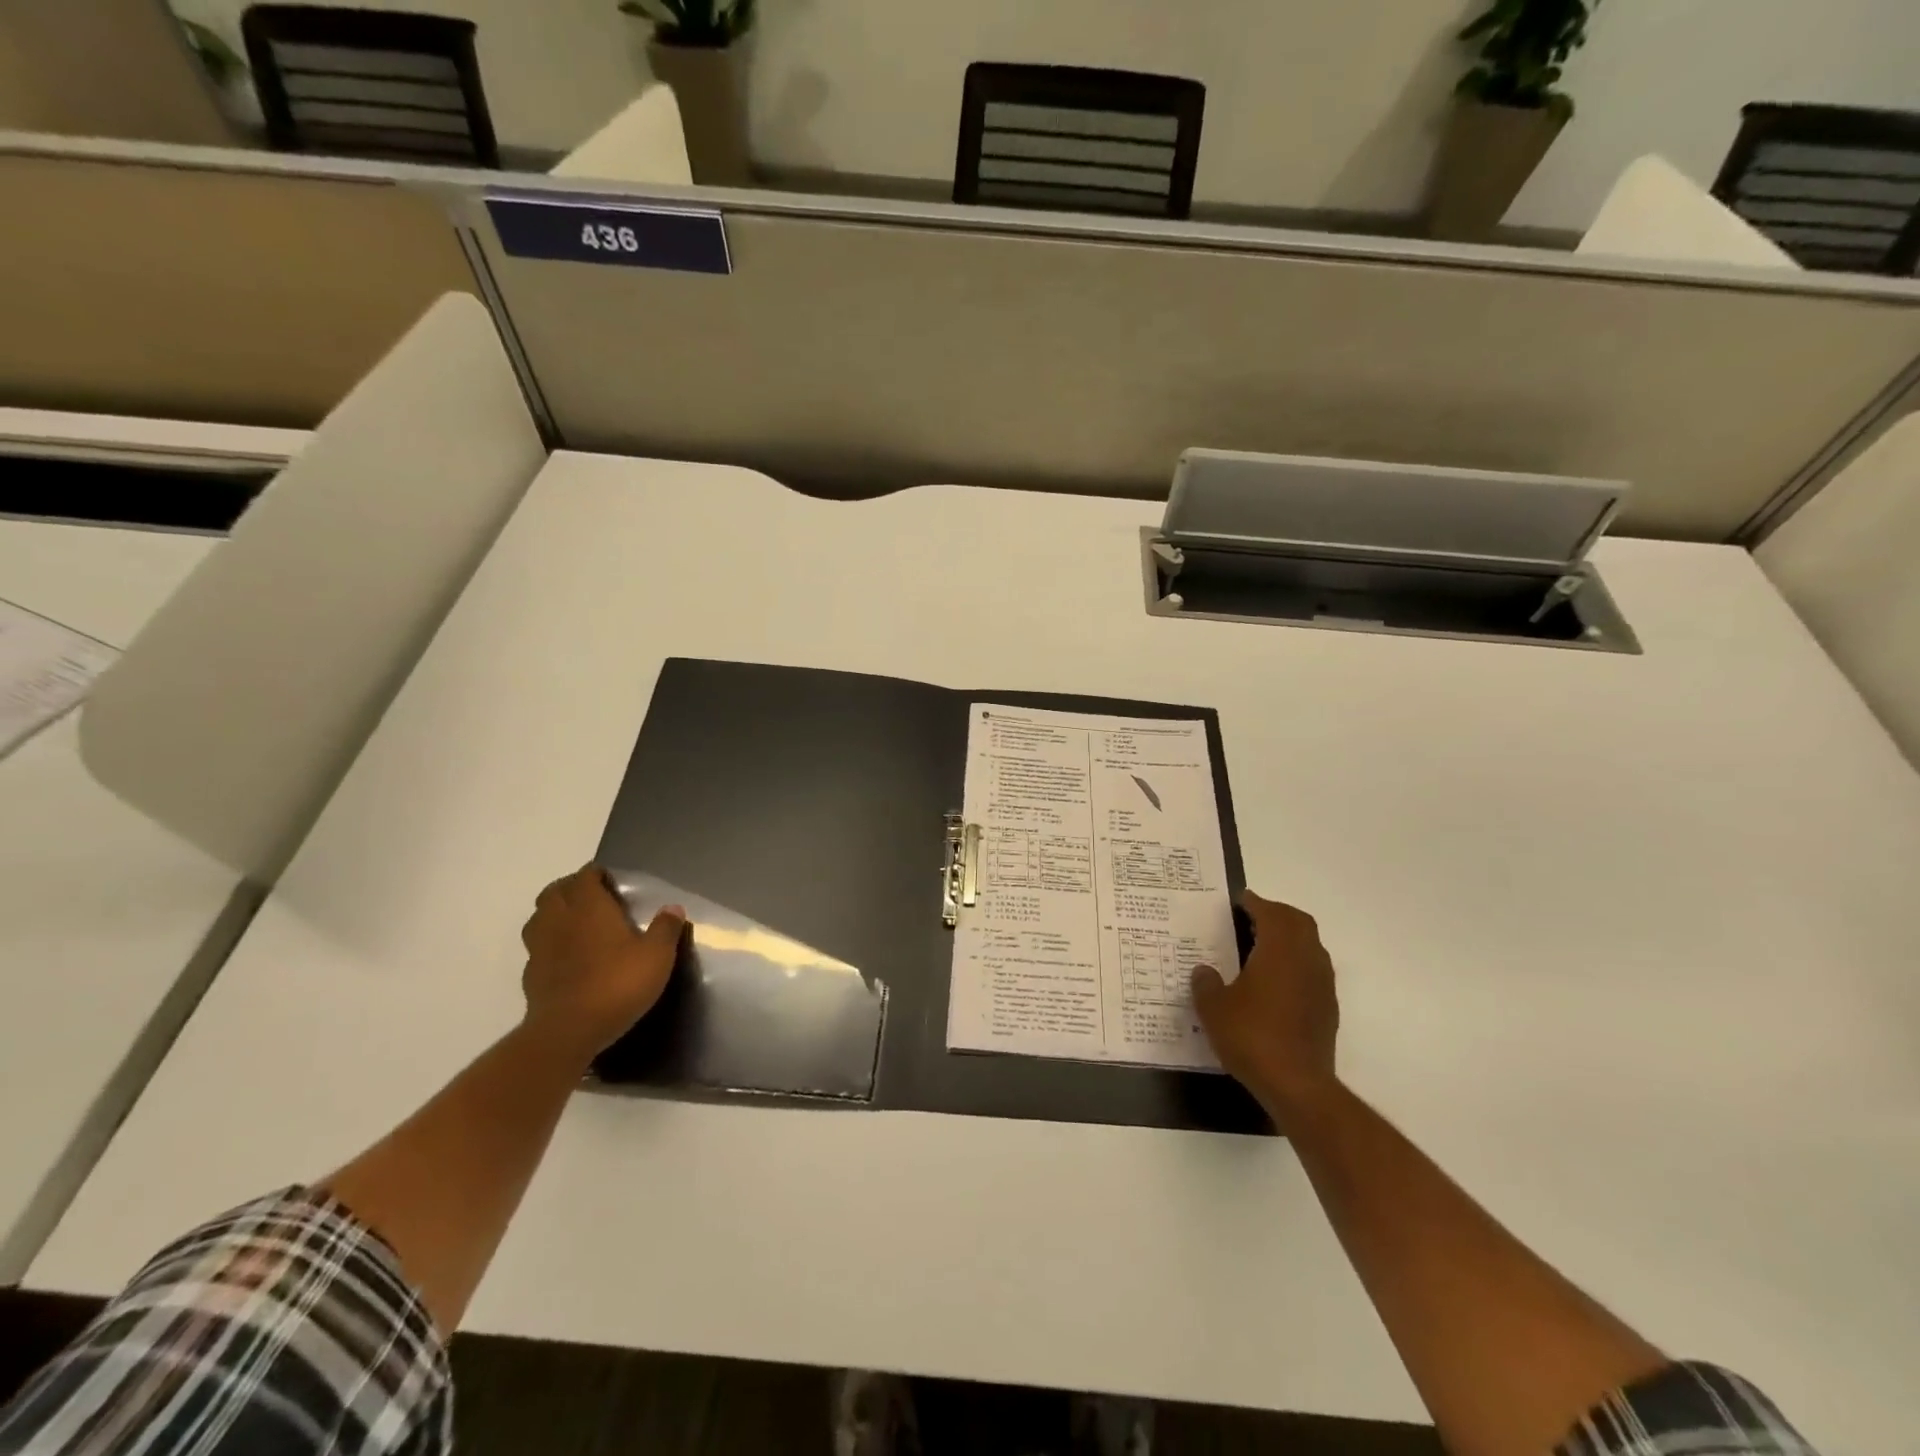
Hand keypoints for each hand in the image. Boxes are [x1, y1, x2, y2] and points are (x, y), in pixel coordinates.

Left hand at [519, 865, 685, 1063]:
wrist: (569, 1032)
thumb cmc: (617, 983)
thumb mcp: (657, 955)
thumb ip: (665, 928)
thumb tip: (672, 908)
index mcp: (589, 907)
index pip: (585, 876)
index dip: (596, 873)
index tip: (610, 879)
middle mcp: (560, 920)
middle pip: (554, 892)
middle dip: (570, 888)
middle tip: (592, 896)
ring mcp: (540, 949)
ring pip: (539, 918)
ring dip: (554, 914)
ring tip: (575, 922)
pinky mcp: (532, 976)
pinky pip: (537, 949)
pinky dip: (549, 944)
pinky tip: (566, 958)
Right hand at [1192, 890, 1340, 1124]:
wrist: (1297, 1086)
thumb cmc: (1252, 1036)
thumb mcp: (1213, 1008)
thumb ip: (1206, 984)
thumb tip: (1204, 971)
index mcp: (1280, 950)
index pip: (1271, 912)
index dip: (1254, 902)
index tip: (1238, 900)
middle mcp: (1307, 960)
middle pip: (1298, 923)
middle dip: (1276, 915)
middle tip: (1250, 918)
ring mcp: (1322, 985)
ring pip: (1310, 946)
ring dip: (1289, 939)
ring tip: (1260, 948)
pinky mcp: (1328, 1009)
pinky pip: (1313, 971)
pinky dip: (1295, 964)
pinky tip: (1273, 983)